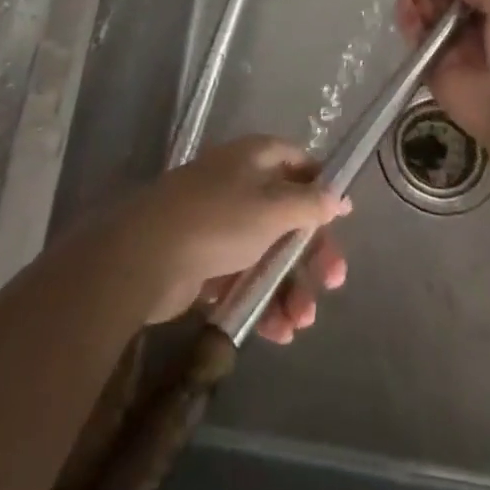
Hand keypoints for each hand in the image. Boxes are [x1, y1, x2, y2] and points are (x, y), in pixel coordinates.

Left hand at [115, 136, 349, 343]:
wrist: (146, 257)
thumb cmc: (219, 220)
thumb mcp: (273, 207)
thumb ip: (309, 203)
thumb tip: (337, 196)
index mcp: (255, 158)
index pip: (298, 163)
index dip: (321, 188)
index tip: (342, 219)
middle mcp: (239, 185)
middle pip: (288, 215)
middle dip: (311, 252)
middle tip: (334, 282)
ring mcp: (221, 224)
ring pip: (268, 253)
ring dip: (290, 287)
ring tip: (301, 321)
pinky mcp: (206, 262)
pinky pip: (244, 279)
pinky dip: (263, 301)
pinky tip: (278, 332)